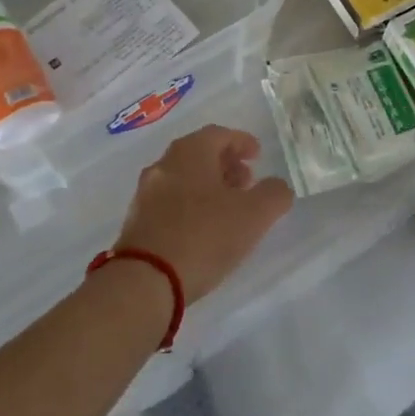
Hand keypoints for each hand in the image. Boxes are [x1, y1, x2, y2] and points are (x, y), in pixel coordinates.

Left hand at [113, 125, 294, 304]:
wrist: (145, 280)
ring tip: (229, 209)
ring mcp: (146, 193)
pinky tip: (204, 229)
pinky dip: (191, 205)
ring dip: (208, 186)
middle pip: (199, 154)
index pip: (219, 134)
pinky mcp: (137, 221)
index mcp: (190, 153)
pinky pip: (170, 201)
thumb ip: (274, 195)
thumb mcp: (254, 215)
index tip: (258, 155)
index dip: (242, 142)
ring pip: (183, 178)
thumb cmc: (204, 236)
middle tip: (247, 182)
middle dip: (226, 165)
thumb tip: (277, 186)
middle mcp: (164, 165)